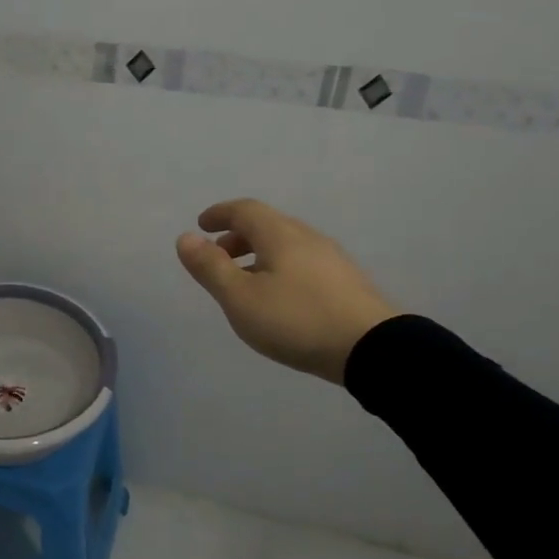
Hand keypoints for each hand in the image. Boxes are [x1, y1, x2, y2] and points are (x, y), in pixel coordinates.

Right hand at [176, 198, 398, 384]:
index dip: (220, 214)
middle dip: (238, 236)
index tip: (202, 225)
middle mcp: (307, 237)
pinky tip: (279, 297)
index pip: (245, 210)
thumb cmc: (296, 319)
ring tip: (245, 282)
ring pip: (286, 245)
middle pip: (267, 225)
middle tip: (218, 257)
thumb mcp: (240, 298)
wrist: (372, 349)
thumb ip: (210, 267)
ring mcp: (331, 259)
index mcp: (280, 234)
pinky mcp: (347, 282)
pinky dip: (279, 267)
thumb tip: (186, 238)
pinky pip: (302, 262)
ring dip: (259, 254)